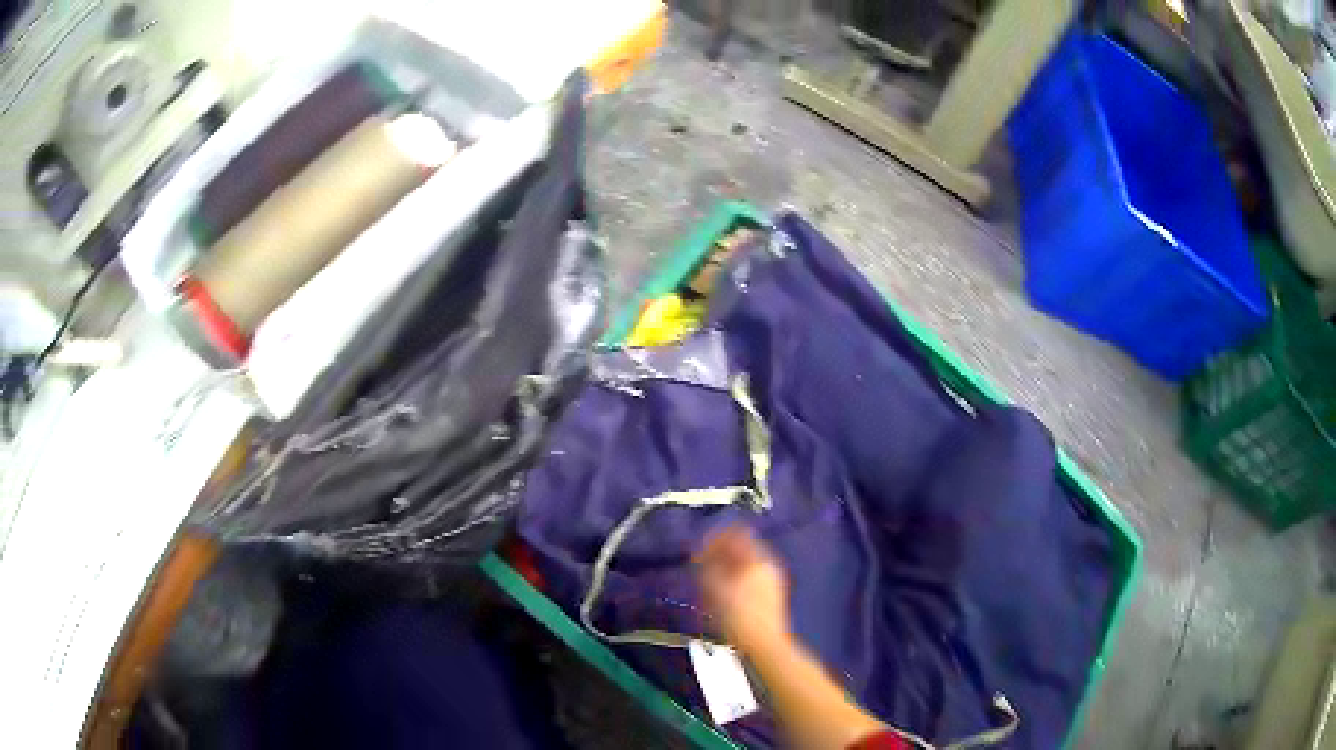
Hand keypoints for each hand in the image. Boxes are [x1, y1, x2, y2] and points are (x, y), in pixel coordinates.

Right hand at [696, 526, 790, 655]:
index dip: (715, 538)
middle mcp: (768, 565)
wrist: (764, 645)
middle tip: (702, 568)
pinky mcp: (773, 595)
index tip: (700, 549)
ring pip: (746, 565)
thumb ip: (707, 566)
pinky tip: (724, 596)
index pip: (736, 534)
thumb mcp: (715, 589)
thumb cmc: (738, 617)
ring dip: (727, 569)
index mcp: (757, 559)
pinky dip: (736, 580)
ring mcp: (773, 580)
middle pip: (742, 550)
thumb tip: (700, 553)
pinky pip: (751, 578)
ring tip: (709, 584)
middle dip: (721, 555)